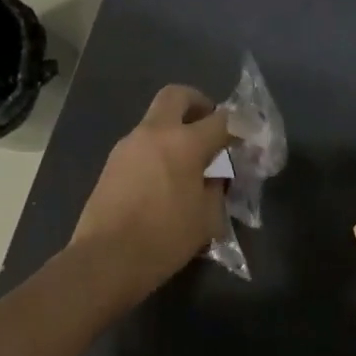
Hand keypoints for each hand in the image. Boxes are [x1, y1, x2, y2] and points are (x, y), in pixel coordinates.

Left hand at [72, 85, 231, 300]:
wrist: (105, 259)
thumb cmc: (165, 239)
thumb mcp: (207, 217)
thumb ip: (216, 188)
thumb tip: (216, 176)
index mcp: (184, 143)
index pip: (222, 120)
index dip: (241, 126)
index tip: (249, 137)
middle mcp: (154, 133)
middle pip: (177, 96)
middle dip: (199, 104)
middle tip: (210, 127)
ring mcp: (128, 146)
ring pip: (156, 120)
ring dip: (176, 130)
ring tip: (190, 164)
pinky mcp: (112, 163)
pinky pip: (143, 144)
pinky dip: (159, 150)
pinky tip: (167, 181)